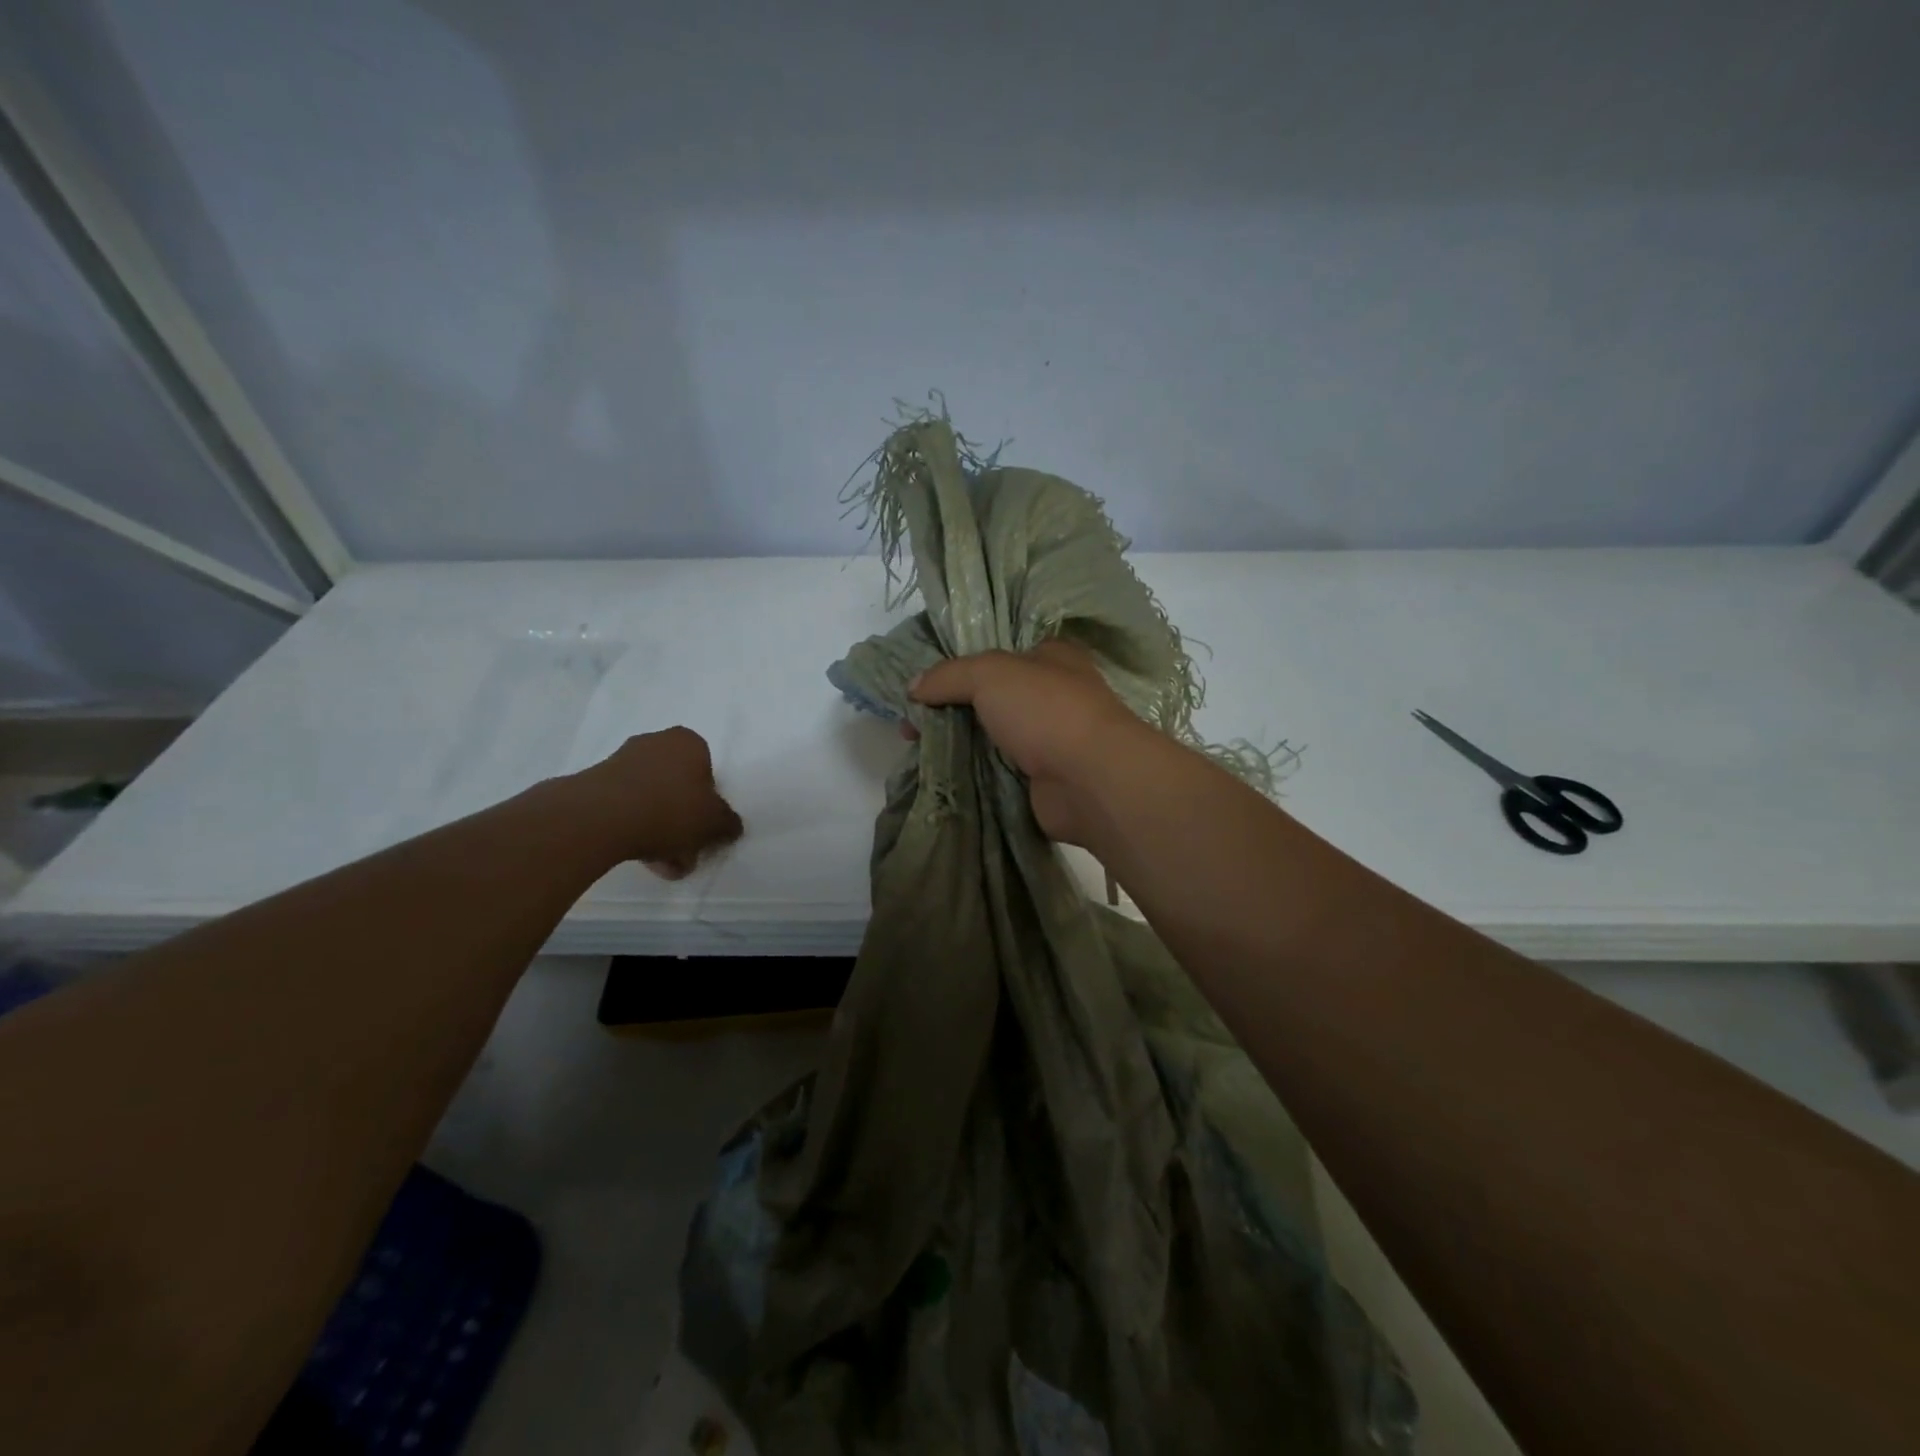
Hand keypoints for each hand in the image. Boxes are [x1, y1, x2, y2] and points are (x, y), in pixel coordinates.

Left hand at [565, 727, 742, 877]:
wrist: (600, 818)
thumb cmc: (670, 809)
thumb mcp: (714, 822)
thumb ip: (728, 823)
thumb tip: (730, 826)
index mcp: (688, 742)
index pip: (707, 771)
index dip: (708, 802)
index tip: (704, 828)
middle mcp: (655, 743)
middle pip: (678, 787)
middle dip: (683, 822)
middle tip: (685, 852)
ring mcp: (621, 761)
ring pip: (652, 799)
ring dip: (660, 830)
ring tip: (661, 864)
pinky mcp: (596, 783)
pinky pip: (626, 807)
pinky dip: (635, 828)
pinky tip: (639, 856)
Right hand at [906, 641, 1151, 844]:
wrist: (1090, 780)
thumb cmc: (1046, 711)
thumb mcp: (990, 674)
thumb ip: (949, 675)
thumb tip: (912, 687)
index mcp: (1049, 657)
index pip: (996, 655)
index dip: (956, 666)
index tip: (920, 685)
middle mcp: (1051, 695)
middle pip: (987, 697)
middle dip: (946, 707)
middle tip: (908, 722)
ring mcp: (1047, 739)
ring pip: (988, 735)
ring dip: (954, 741)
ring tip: (913, 746)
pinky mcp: (1040, 778)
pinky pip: (994, 769)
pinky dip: (968, 770)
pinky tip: (936, 771)